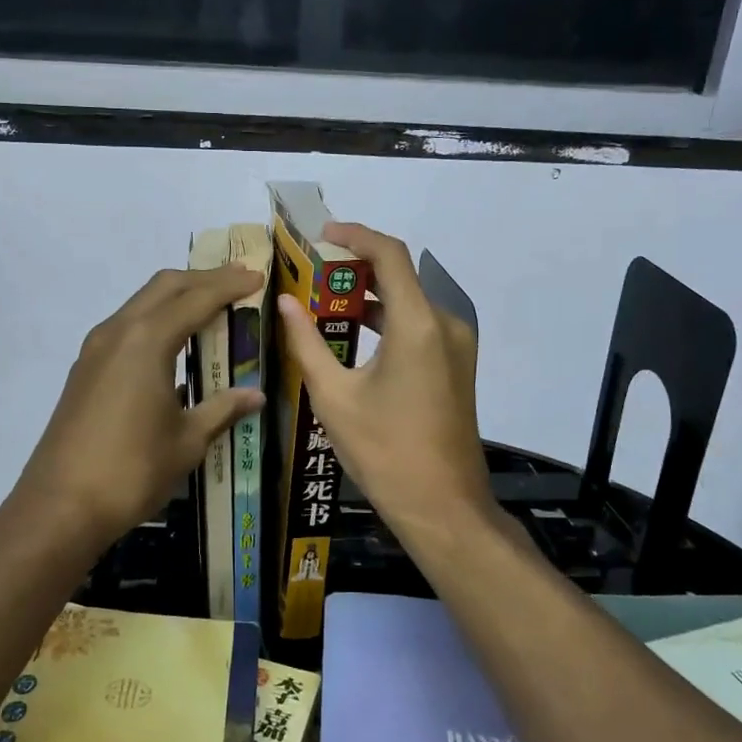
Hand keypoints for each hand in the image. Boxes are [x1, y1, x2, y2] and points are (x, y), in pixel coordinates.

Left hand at [10, 265, 264, 550]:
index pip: (197, 298)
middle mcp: (119, 331)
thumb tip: (256, 394)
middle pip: (165, 286)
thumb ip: (223, 409)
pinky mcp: (85, 368)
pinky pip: (127, 326)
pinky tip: (175, 342)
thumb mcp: (187, 441)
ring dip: (177, 297)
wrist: (60, 506)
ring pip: (142, 303)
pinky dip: (156, 320)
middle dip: (203, 279)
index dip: (230, 285)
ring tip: (212, 306)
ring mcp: (96, 348)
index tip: (257, 275)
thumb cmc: (132, 471)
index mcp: (147, 341)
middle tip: (238, 281)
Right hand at [276, 223, 496, 548]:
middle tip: (312, 273)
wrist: (443, 507)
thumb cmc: (384, 451)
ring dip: (370, 297)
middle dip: (356, 269)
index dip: (356, 236)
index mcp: (418, 324)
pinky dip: (387, 320)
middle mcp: (445, 324)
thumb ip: (307, 343)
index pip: (389, 255)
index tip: (323, 235)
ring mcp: (456, 346)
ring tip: (323, 302)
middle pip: (400, 275)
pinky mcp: (456, 366)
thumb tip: (285, 302)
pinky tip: (353, 335)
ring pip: (409, 302)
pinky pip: (419, 326)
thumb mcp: (334, 396)